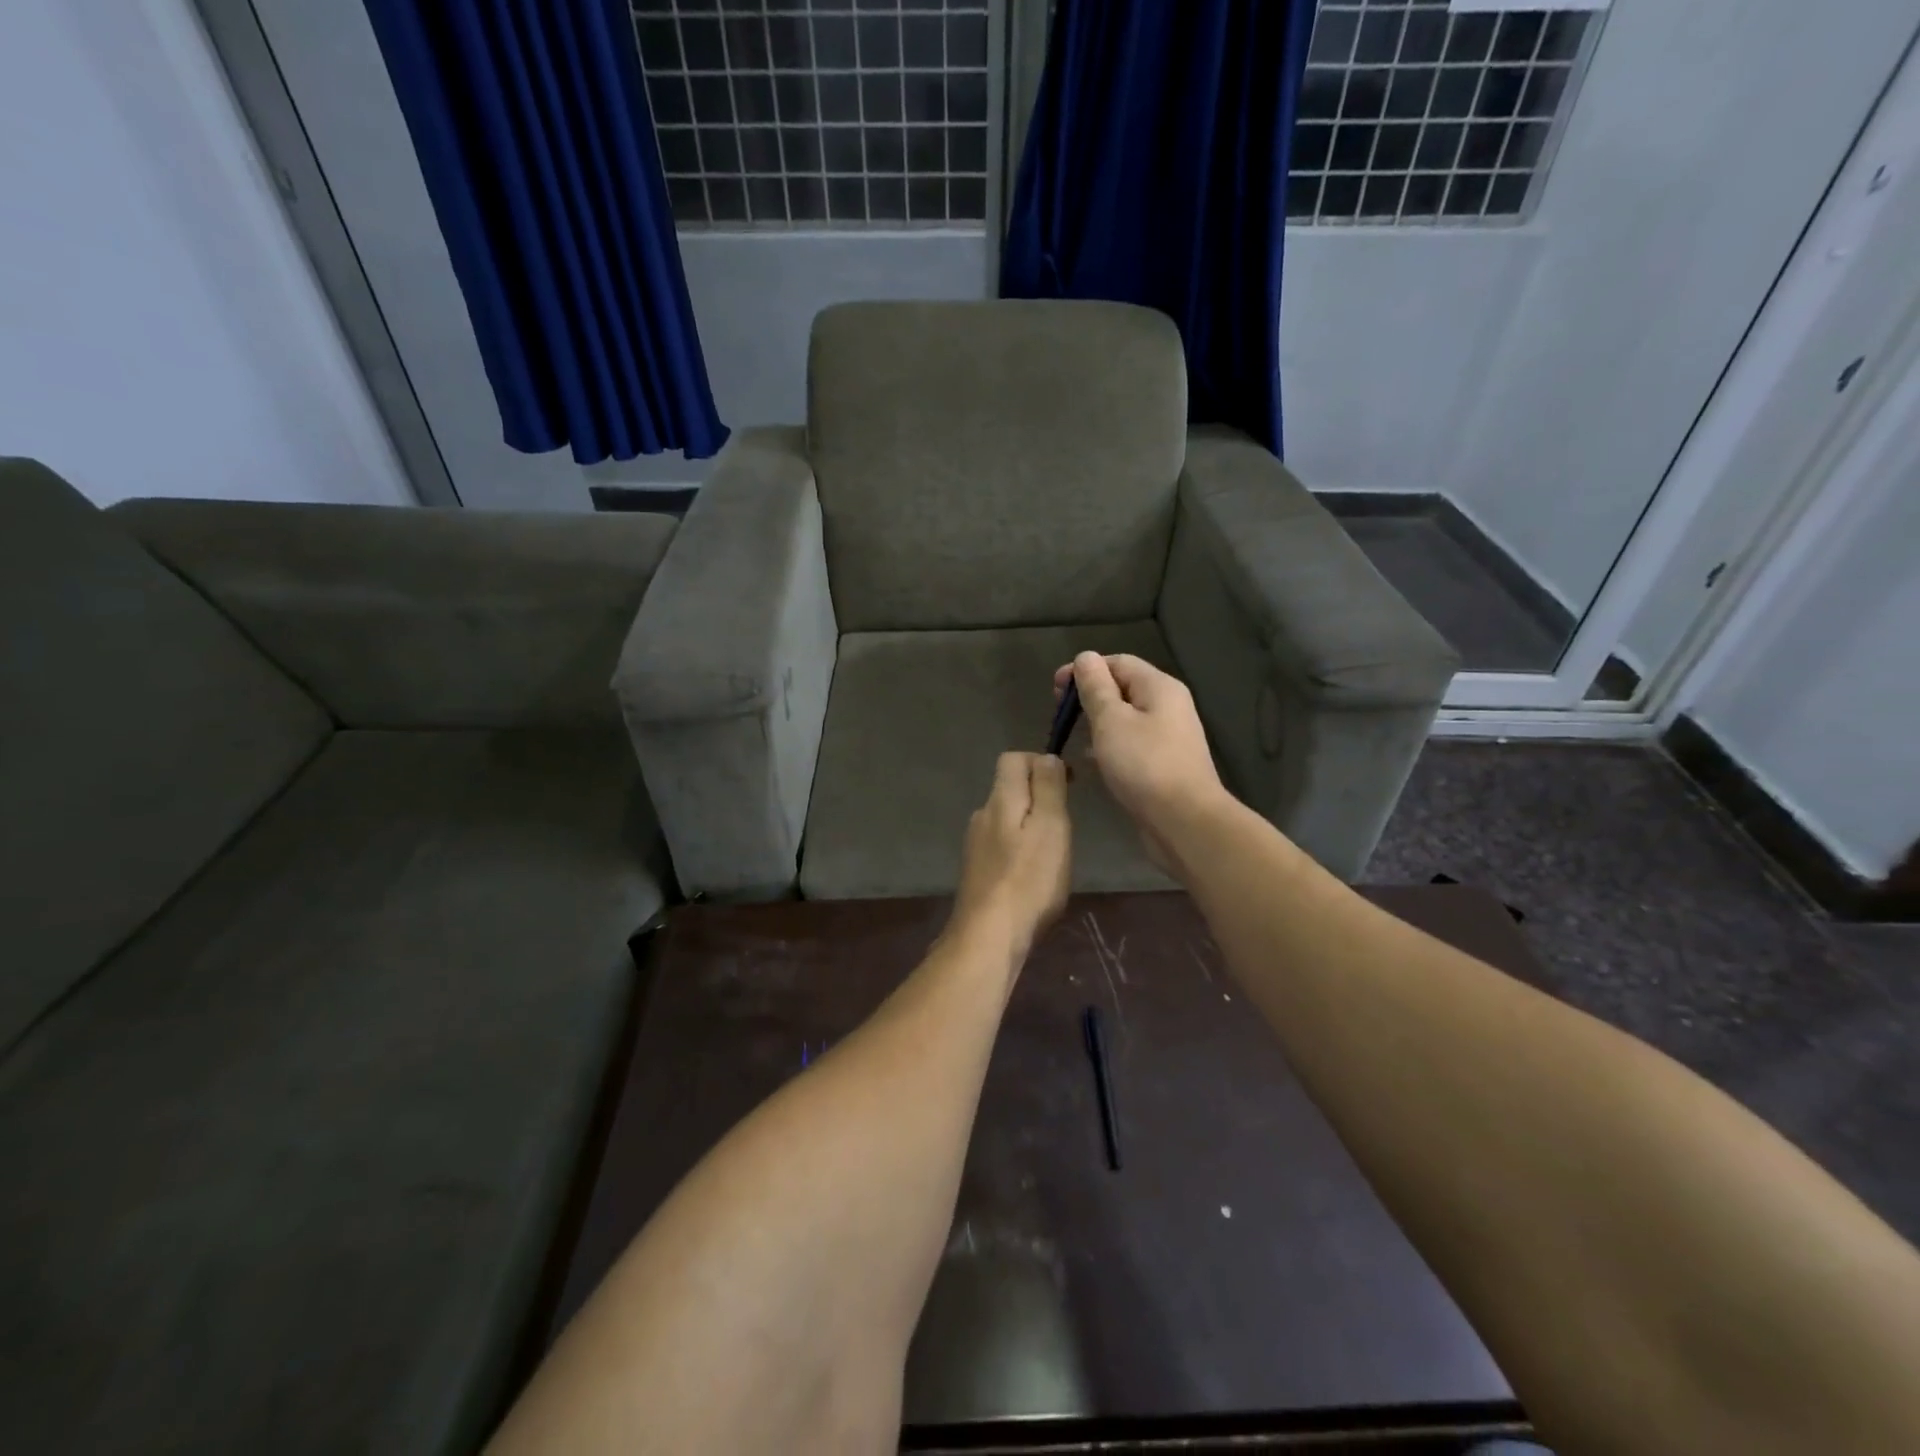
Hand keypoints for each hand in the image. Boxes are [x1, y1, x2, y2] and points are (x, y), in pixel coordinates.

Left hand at [950, 752, 1071, 960]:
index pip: (1013, 758)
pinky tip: (1034, 877)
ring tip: (1054, 854)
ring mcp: (975, 845)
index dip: (1041, 762)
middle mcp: (982, 815)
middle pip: (1010, 789)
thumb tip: (1046, 757)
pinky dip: (1020, 851)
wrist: (989, 936)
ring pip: (1007, 820)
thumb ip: (1048, 788)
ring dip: (1030, 826)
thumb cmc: (1029, 879)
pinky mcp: (977, 872)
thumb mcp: (1051, 826)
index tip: (1068, 785)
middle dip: (1039, 797)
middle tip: (1066, 824)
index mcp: (1000, 799)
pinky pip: (1002, 847)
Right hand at [1053, 653, 1226, 872]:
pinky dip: (1109, 744)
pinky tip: (1091, 761)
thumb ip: (1095, 687)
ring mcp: (1169, 736)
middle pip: (1123, 687)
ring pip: (1126, 717)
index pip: (1117, 662)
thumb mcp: (1111, 720)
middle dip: (1089, 696)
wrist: (1184, 820)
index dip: (1084, 669)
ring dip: (1097, 722)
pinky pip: (1132, 742)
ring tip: (1072, 736)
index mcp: (1158, 687)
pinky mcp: (1164, 763)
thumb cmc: (1144, 765)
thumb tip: (1085, 657)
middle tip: (1060, 714)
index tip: (1054, 690)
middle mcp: (1168, 705)